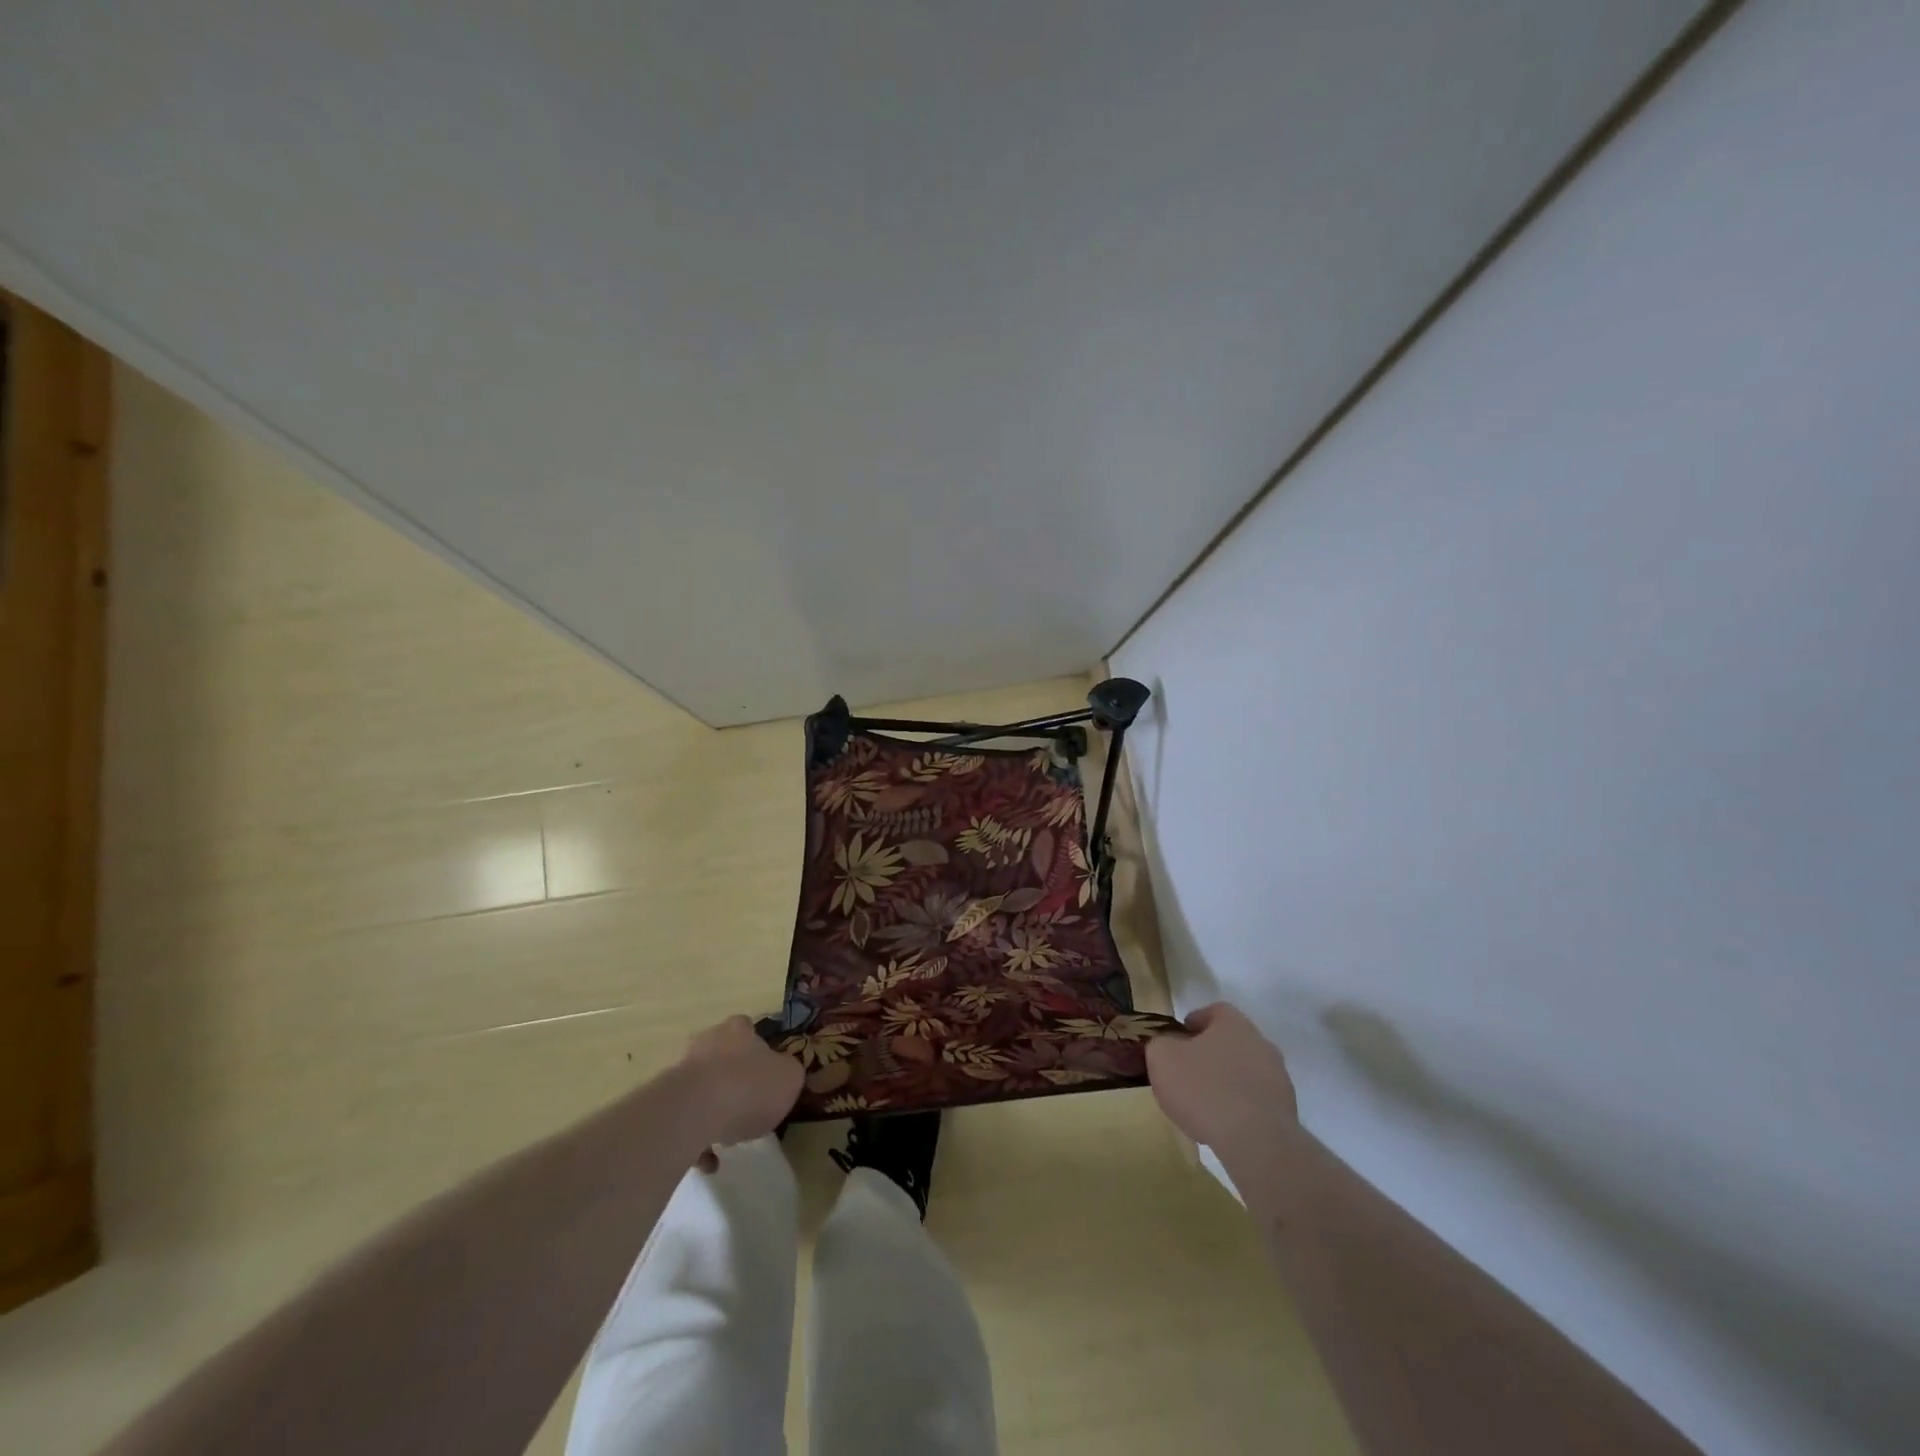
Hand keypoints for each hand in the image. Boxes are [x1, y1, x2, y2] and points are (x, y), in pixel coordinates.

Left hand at [673, 1016, 802, 1161]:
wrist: (695, 1111)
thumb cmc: (749, 1087)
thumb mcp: (790, 1078)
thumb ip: (788, 1074)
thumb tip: (784, 1075)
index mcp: (738, 1031)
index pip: (749, 1029)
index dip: (759, 1050)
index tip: (767, 1073)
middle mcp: (708, 1042)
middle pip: (721, 1057)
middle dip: (732, 1078)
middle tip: (748, 1105)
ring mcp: (681, 1071)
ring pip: (701, 1089)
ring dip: (713, 1111)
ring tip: (728, 1139)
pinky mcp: (663, 1103)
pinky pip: (685, 1121)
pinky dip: (697, 1139)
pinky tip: (709, 1161)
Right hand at [1146, 1003, 1298, 1158]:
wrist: (1256, 1141)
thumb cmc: (1204, 1089)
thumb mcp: (1162, 1059)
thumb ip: (1160, 1044)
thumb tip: (1166, 1045)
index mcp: (1234, 1024)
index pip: (1214, 1011)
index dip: (1194, 1022)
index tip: (1179, 1039)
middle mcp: (1261, 1043)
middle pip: (1232, 1042)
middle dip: (1211, 1054)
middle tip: (1188, 1071)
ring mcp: (1278, 1078)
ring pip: (1246, 1072)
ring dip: (1227, 1081)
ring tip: (1204, 1104)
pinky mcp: (1286, 1110)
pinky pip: (1256, 1100)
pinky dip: (1240, 1107)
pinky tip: (1224, 1125)